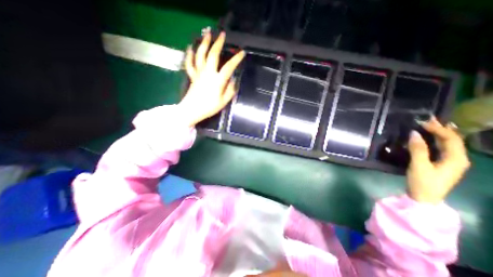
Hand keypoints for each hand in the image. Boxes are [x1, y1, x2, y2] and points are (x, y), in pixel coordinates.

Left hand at [180, 29, 245, 126]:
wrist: (192, 110)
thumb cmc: (209, 107)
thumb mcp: (224, 102)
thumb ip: (230, 90)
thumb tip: (233, 80)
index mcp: (217, 81)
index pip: (228, 67)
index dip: (236, 59)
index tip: (242, 52)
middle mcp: (208, 73)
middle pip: (212, 55)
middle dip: (218, 44)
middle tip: (222, 34)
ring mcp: (198, 73)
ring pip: (200, 55)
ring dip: (204, 43)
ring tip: (207, 34)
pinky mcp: (192, 76)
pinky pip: (190, 63)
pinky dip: (189, 54)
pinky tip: (190, 47)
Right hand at [407, 117, 471, 203]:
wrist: (424, 198)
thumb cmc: (423, 182)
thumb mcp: (419, 165)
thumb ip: (418, 149)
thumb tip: (414, 133)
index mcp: (456, 159)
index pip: (451, 139)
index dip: (439, 129)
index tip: (423, 122)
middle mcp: (458, 159)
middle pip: (452, 140)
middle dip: (441, 129)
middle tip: (428, 120)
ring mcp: (450, 162)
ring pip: (447, 144)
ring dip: (438, 134)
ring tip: (429, 125)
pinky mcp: (441, 164)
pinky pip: (441, 149)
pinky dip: (435, 141)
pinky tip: (429, 138)